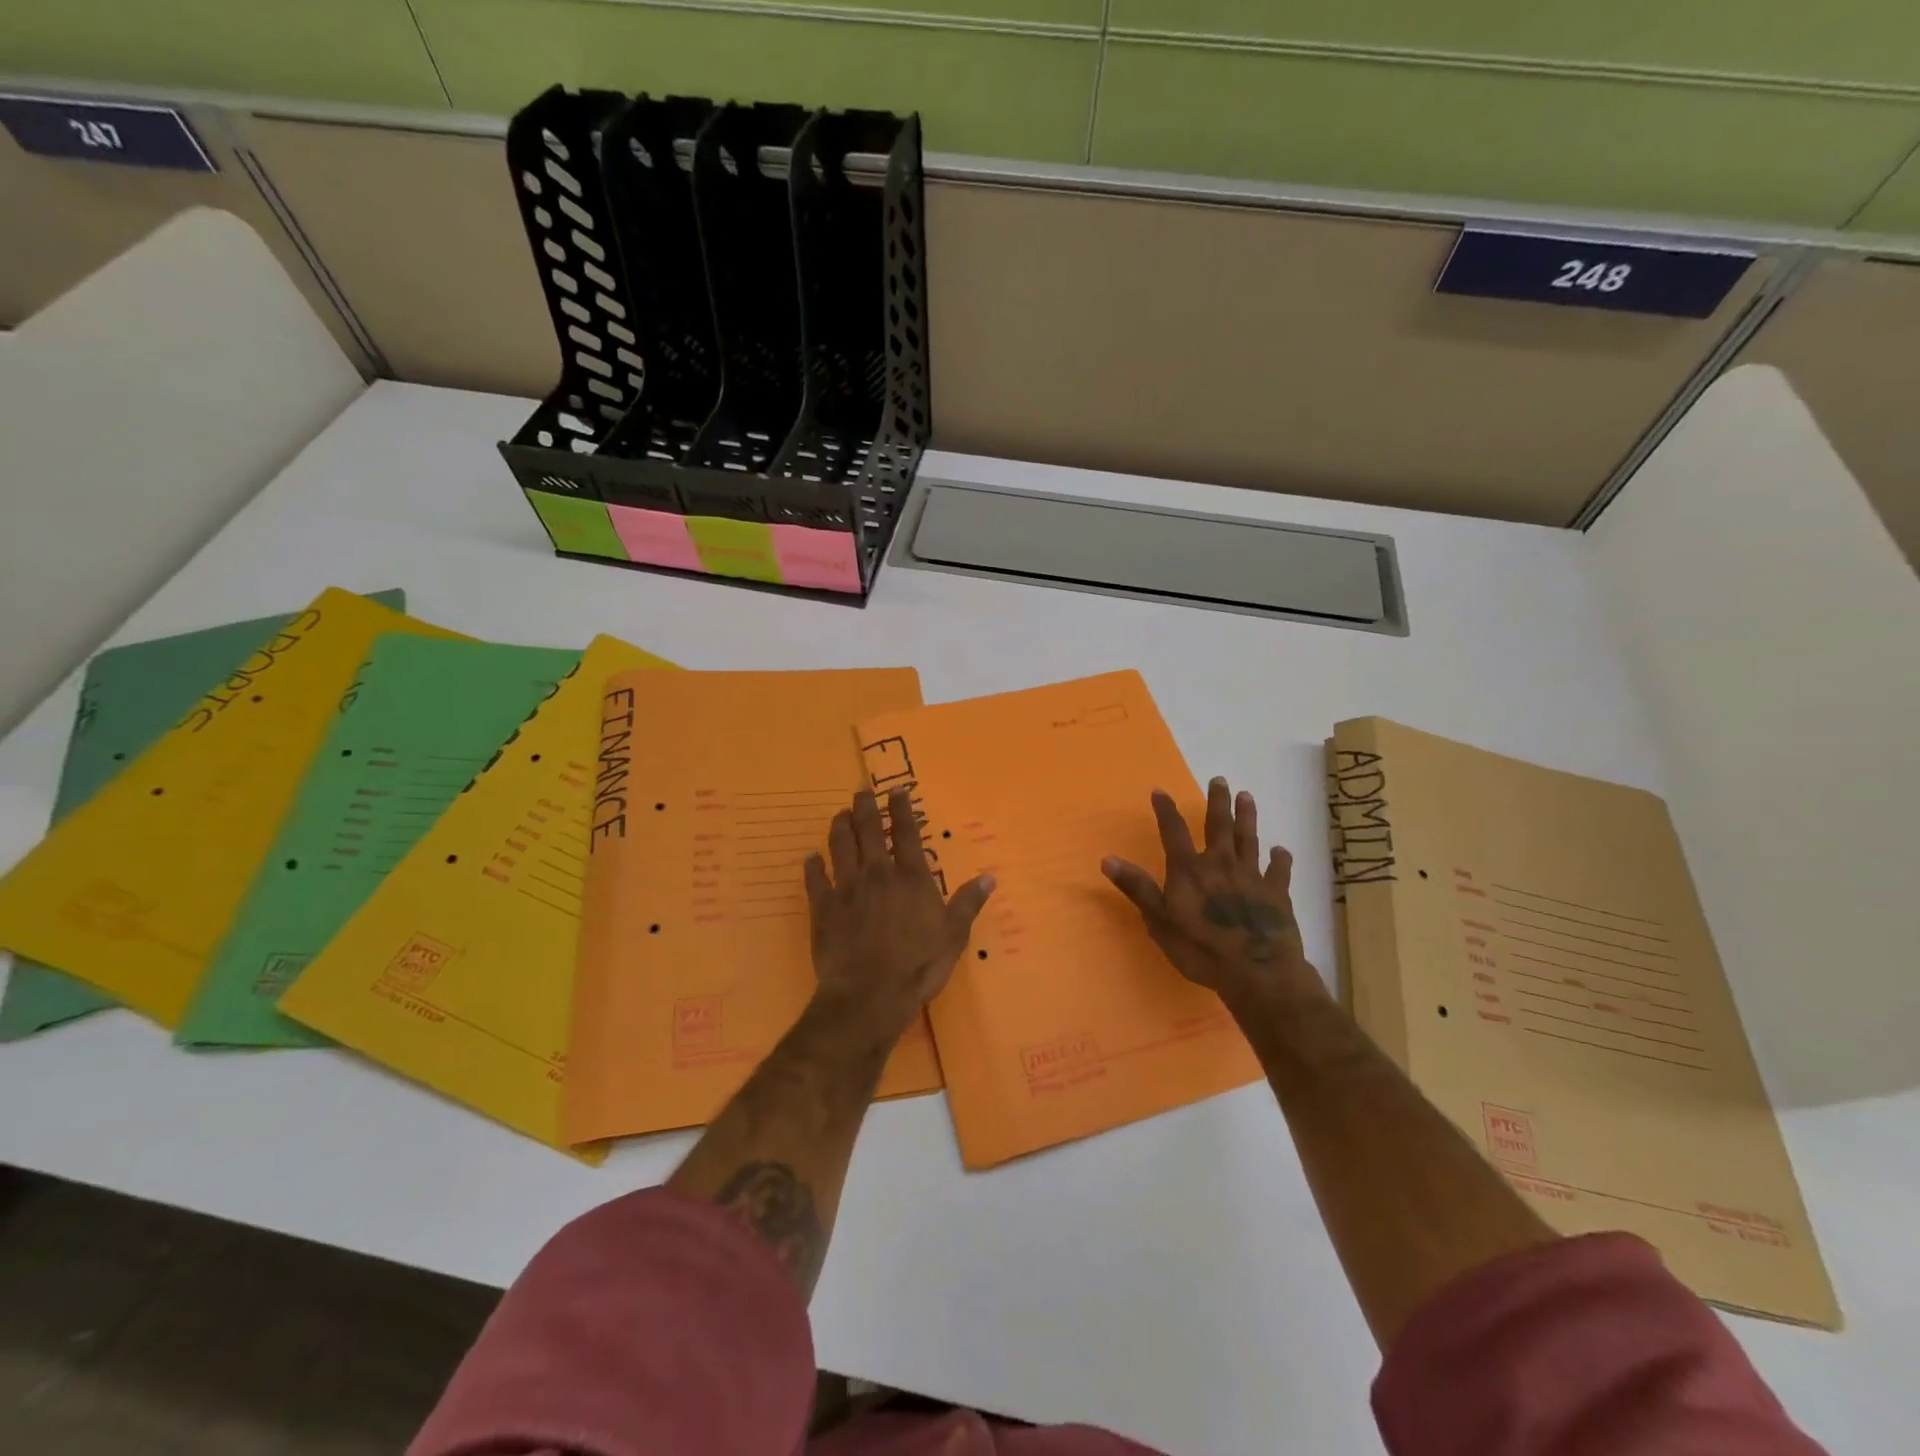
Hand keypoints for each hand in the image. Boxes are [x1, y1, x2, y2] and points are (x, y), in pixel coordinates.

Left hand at [804, 788, 994, 1041]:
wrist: (869, 994)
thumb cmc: (918, 965)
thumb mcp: (954, 936)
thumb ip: (968, 903)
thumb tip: (989, 877)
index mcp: (910, 877)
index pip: (906, 832)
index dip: (901, 809)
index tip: (896, 790)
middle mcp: (877, 873)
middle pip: (868, 830)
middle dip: (865, 807)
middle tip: (861, 792)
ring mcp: (846, 889)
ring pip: (840, 847)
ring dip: (840, 827)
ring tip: (840, 815)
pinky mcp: (823, 909)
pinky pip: (815, 880)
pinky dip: (813, 866)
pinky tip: (811, 857)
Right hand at [1103, 777, 1322, 1011]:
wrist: (1257, 971)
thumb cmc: (1201, 949)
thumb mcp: (1159, 921)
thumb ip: (1137, 888)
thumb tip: (1107, 859)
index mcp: (1190, 870)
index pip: (1174, 832)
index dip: (1166, 810)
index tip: (1160, 791)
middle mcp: (1221, 864)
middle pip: (1218, 826)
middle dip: (1217, 802)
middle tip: (1219, 780)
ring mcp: (1252, 877)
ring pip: (1249, 839)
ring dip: (1247, 817)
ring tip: (1247, 796)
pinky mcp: (1277, 894)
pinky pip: (1279, 870)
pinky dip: (1280, 859)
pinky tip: (1281, 850)